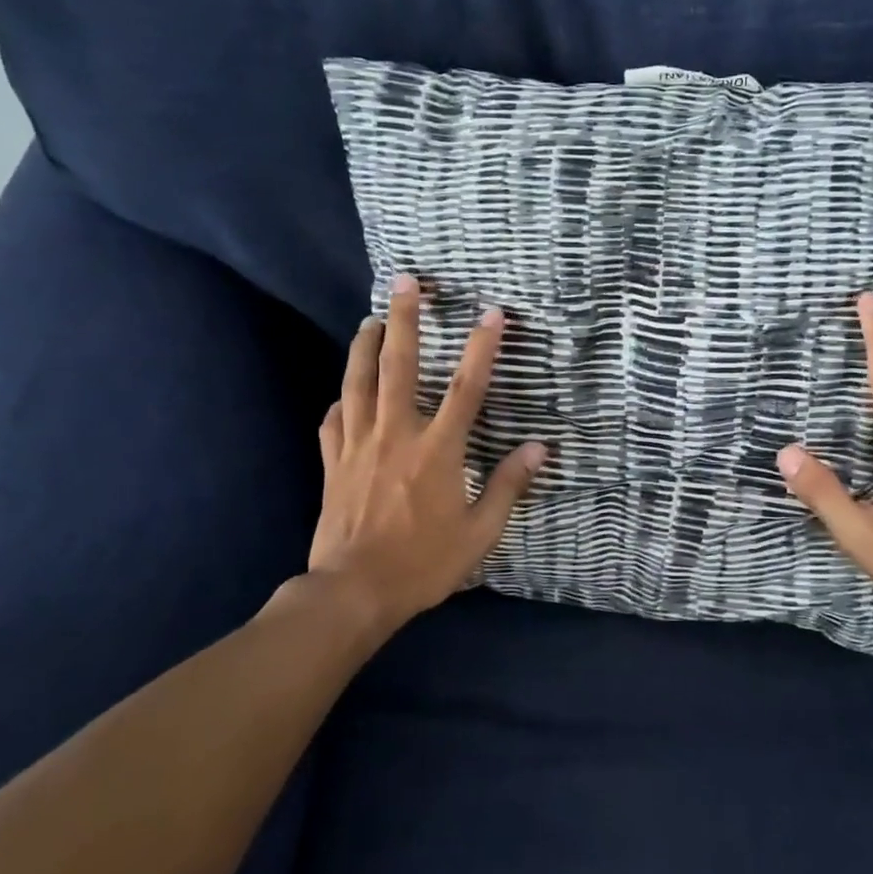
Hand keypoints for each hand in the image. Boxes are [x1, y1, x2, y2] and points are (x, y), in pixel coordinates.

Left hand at [306, 274, 547, 635]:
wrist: (354, 590)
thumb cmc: (424, 563)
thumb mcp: (480, 532)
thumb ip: (508, 485)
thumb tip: (539, 448)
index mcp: (437, 451)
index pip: (465, 388)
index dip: (481, 348)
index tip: (492, 313)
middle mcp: (396, 435)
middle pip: (398, 366)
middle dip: (403, 319)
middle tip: (406, 283)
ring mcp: (358, 446)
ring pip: (358, 382)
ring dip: (364, 345)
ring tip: (371, 319)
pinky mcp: (333, 463)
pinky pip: (333, 420)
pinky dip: (340, 400)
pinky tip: (344, 394)